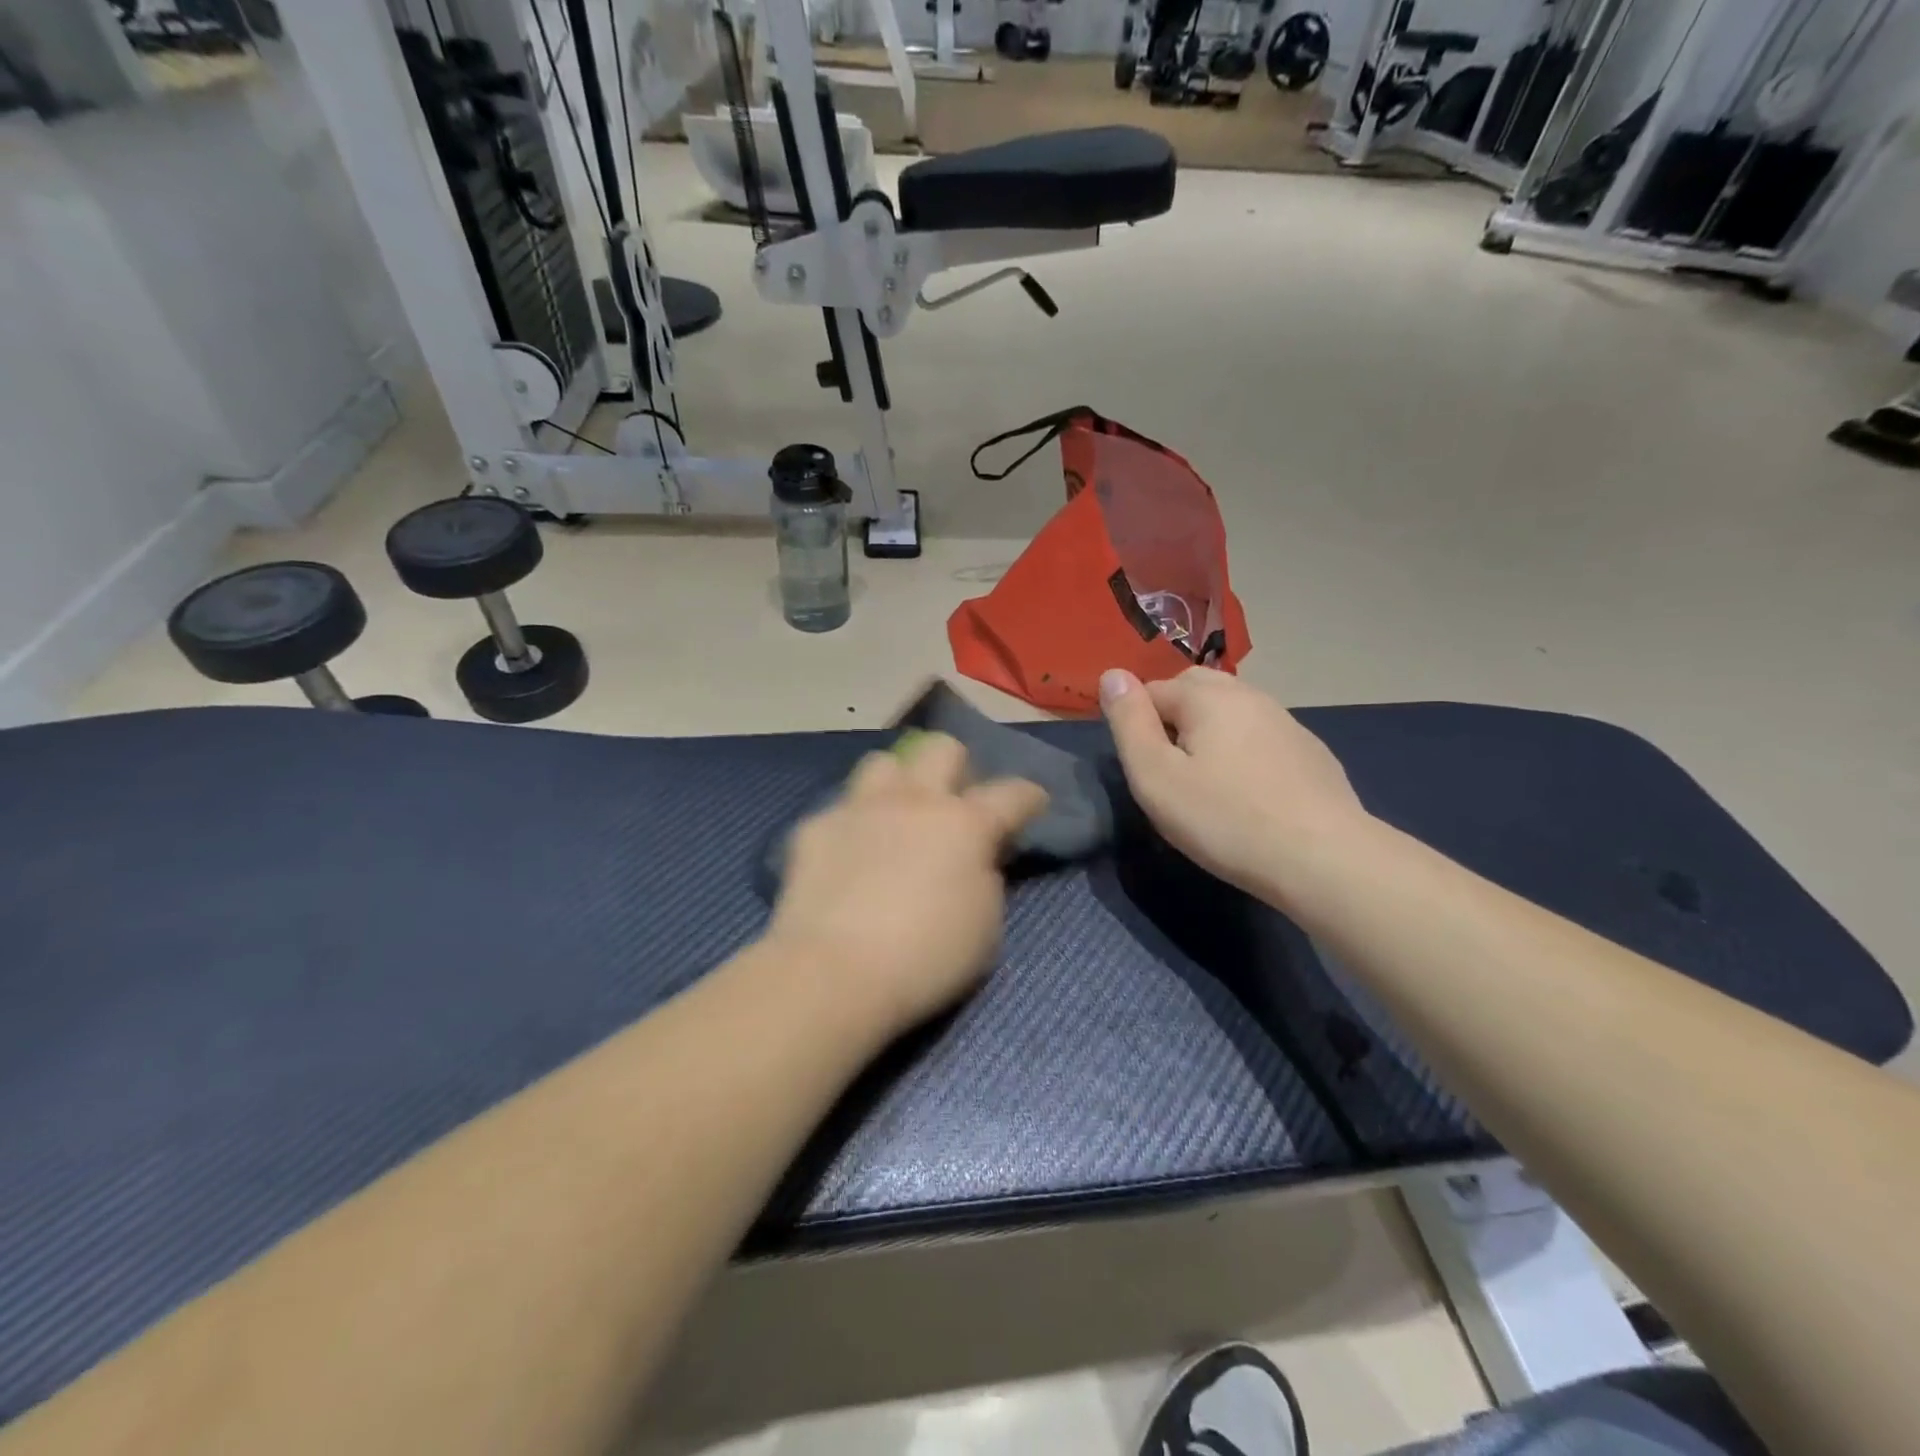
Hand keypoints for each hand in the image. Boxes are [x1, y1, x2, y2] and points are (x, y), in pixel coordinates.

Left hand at [768, 734, 1048, 1036]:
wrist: (834, 972)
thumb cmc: (926, 958)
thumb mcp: (986, 926)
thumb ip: (987, 878)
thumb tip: (976, 857)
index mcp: (964, 824)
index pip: (1011, 793)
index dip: (1029, 796)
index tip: (1033, 803)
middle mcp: (914, 801)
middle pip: (942, 748)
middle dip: (957, 767)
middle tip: (955, 804)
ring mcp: (860, 808)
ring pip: (884, 762)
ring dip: (899, 783)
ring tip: (898, 817)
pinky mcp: (816, 827)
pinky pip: (841, 808)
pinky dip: (854, 825)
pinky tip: (850, 857)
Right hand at [1099, 667, 1370, 901]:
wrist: (1323, 858)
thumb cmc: (1224, 819)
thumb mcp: (1155, 776)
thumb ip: (1129, 723)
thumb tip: (1112, 674)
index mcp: (1206, 695)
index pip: (1151, 689)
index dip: (1136, 725)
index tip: (1143, 769)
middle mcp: (1248, 694)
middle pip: (1194, 689)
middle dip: (1172, 717)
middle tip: (1169, 771)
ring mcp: (1285, 721)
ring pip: (1230, 711)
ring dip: (1209, 733)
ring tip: (1206, 782)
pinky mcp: (1310, 751)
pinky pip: (1260, 736)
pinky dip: (1242, 751)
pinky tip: (1248, 792)